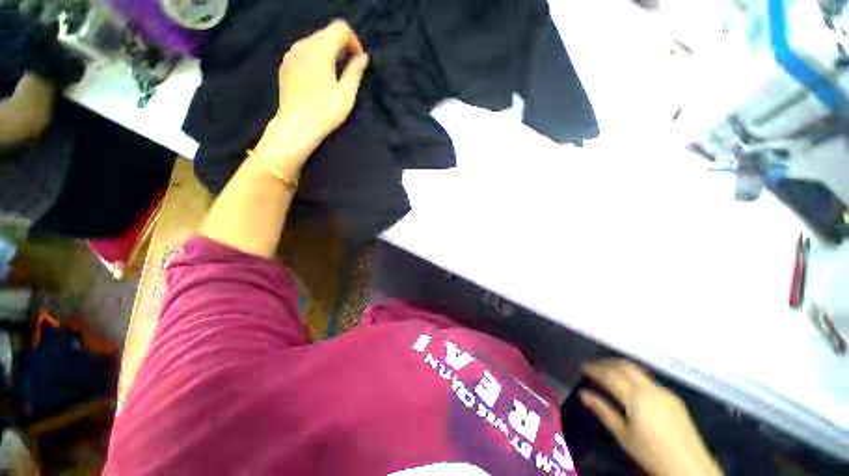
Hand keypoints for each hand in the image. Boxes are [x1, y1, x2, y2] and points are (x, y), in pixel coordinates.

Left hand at [254, 20, 368, 182]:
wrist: (296, 126)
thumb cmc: (325, 112)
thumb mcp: (346, 94)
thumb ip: (355, 71)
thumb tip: (363, 57)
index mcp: (320, 50)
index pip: (340, 28)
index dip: (353, 41)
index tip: (359, 61)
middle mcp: (303, 45)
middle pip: (327, 33)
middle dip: (342, 46)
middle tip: (351, 69)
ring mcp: (292, 54)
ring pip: (315, 41)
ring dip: (329, 52)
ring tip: (336, 75)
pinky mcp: (286, 64)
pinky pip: (305, 51)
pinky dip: (316, 58)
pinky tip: (321, 78)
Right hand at [580, 359, 722, 475]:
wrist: (689, 468)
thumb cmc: (651, 453)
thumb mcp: (623, 435)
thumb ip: (603, 411)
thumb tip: (582, 393)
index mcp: (636, 397)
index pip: (610, 375)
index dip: (594, 369)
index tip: (583, 367)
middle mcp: (650, 388)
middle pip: (624, 366)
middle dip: (606, 363)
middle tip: (593, 365)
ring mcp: (665, 392)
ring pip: (638, 370)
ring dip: (620, 366)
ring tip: (608, 371)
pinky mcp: (674, 398)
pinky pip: (648, 379)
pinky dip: (633, 375)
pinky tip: (630, 385)